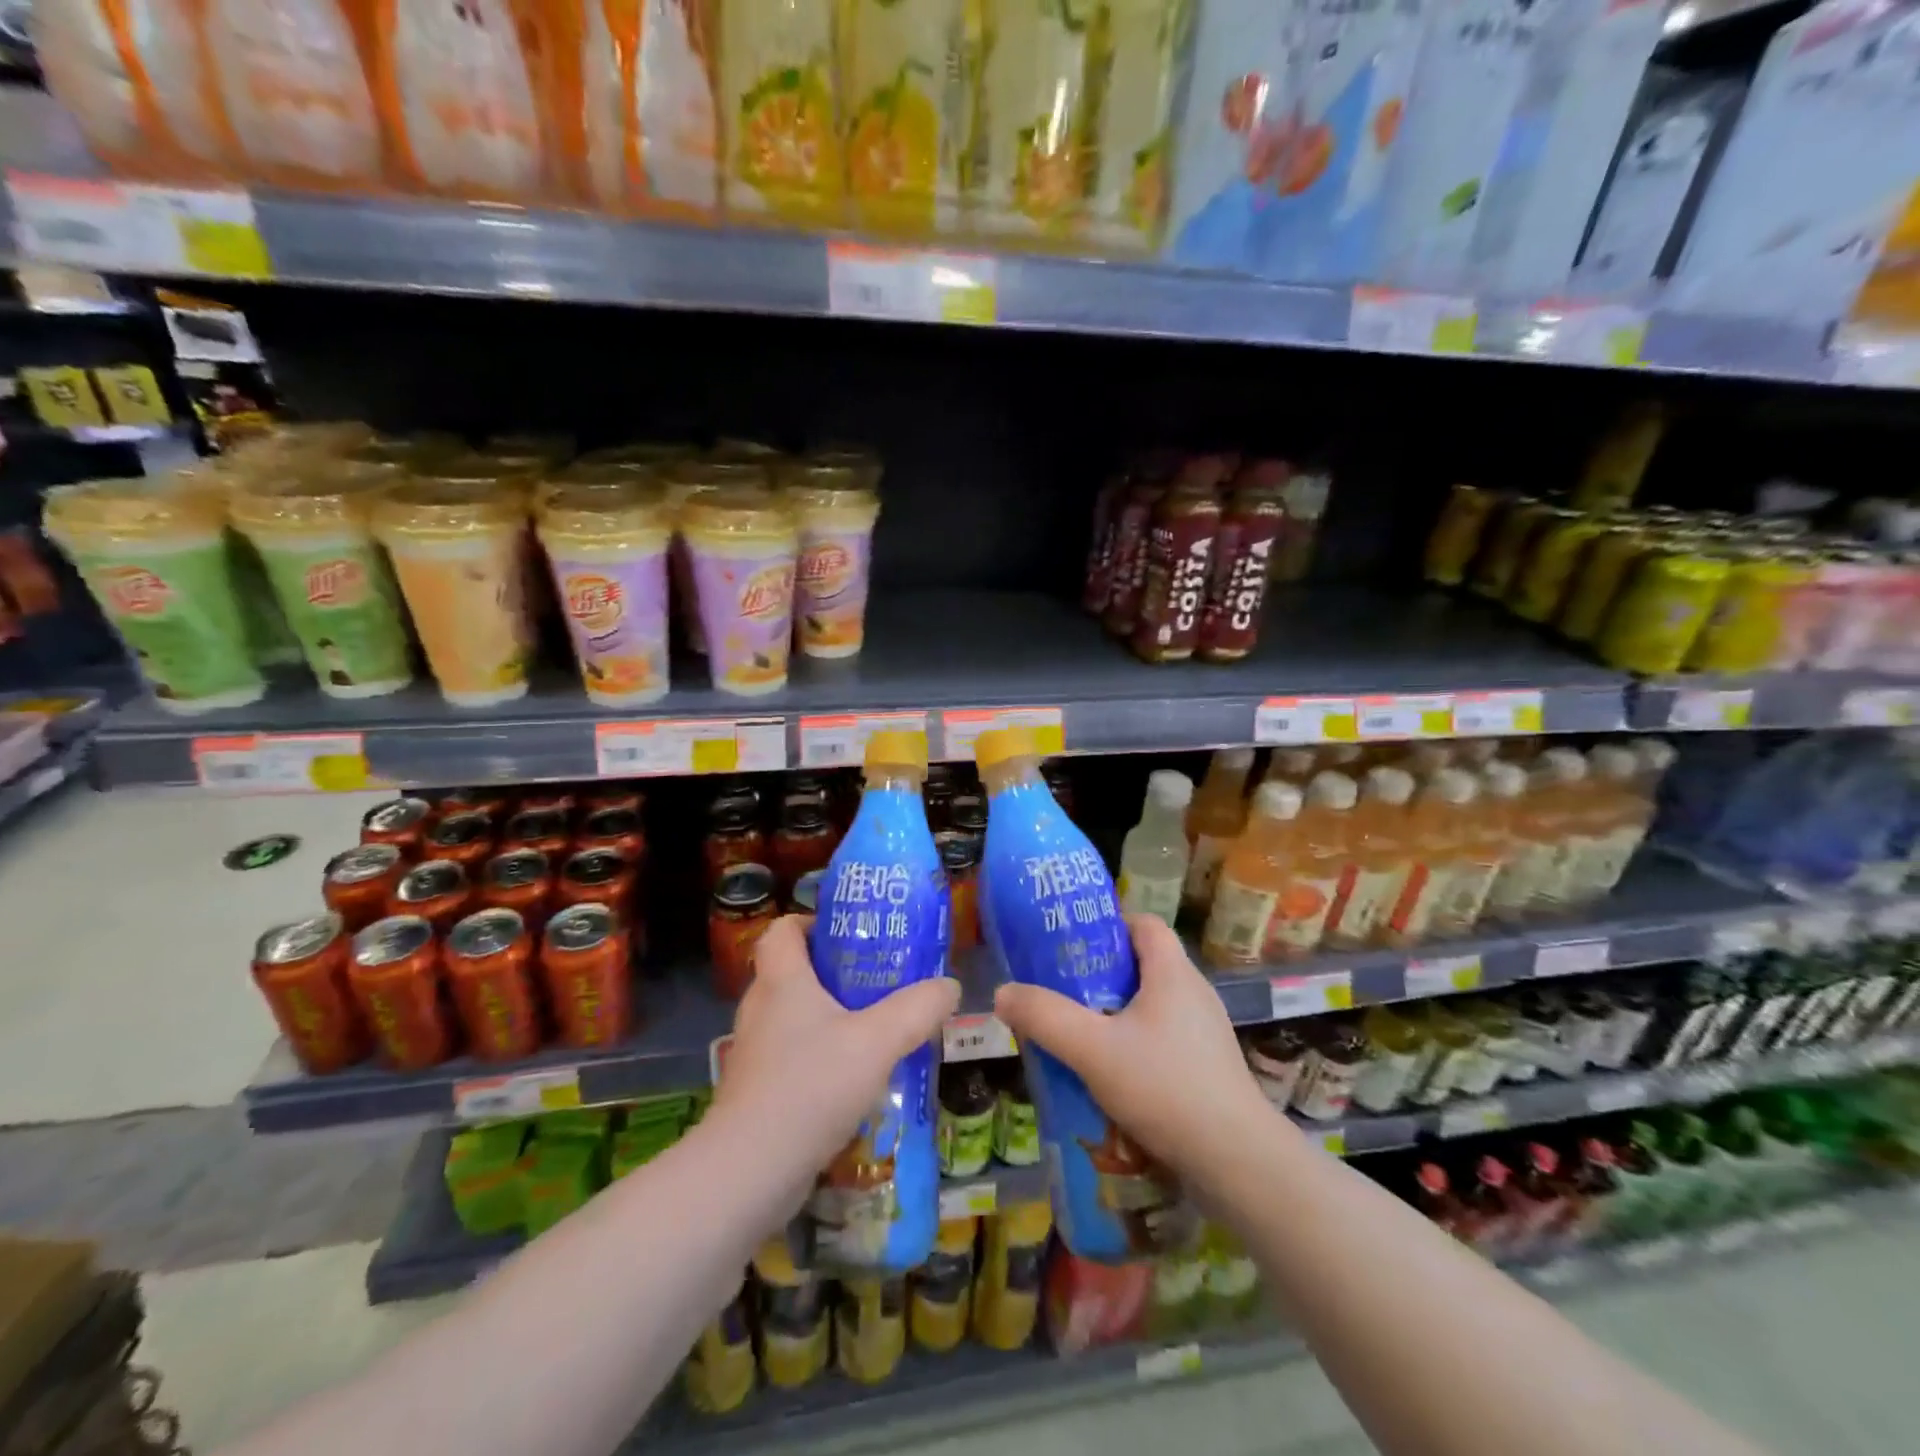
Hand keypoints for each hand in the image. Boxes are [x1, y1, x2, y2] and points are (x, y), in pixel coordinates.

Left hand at [714, 916, 960, 1183]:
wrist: (749, 1172)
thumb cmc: (811, 1086)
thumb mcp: (878, 1041)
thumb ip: (918, 1009)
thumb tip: (949, 986)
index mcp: (782, 981)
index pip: (783, 929)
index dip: (812, 922)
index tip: (850, 934)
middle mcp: (760, 1008)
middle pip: (792, 971)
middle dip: (833, 971)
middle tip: (877, 979)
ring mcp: (754, 1052)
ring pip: (792, 1018)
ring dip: (829, 1018)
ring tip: (873, 1028)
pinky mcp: (756, 1091)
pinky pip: (790, 1056)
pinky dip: (818, 1056)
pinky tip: (852, 1079)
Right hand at [992, 914, 1278, 1190]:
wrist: (1238, 1162)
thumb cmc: (1165, 1087)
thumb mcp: (1092, 1049)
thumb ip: (1044, 1017)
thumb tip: (1003, 993)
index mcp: (1173, 972)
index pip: (1143, 923)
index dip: (1108, 925)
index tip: (1073, 945)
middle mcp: (1194, 993)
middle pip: (1143, 964)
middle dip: (1100, 975)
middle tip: (1063, 991)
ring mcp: (1206, 1033)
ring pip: (1152, 1006)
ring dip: (1116, 1014)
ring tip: (1080, 1035)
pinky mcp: (1208, 1068)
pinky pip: (1164, 1040)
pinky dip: (1136, 1046)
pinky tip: (1112, 1077)